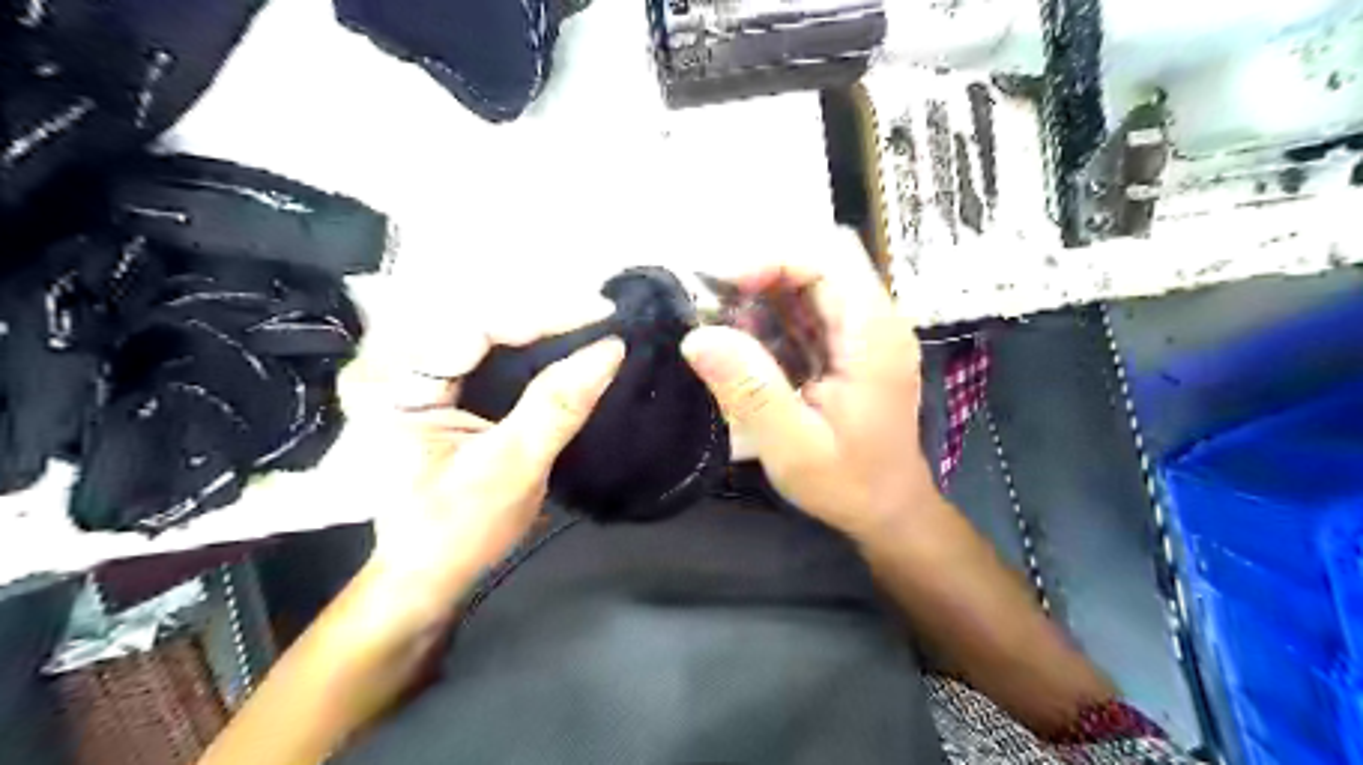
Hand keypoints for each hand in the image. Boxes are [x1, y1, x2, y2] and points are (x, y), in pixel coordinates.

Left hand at [341, 288, 621, 604]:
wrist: (429, 575)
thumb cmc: (460, 530)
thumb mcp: (513, 467)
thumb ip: (558, 405)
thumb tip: (610, 350)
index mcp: (395, 385)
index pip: (475, 326)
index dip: (544, 315)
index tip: (603, 313)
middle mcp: (397, 368)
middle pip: (480, 319)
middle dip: (545, 317)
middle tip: (603, 319)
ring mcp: (417, 377)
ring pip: (487, 332)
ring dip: (542, 329)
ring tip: (592, 327)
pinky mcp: (439, 390)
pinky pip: (489, 353)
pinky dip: (531, 349)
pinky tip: (566, 347)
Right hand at [682, 231, 936, 541]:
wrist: (888, 511)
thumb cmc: (848, 483)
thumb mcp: (792, 445)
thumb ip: (749, 389)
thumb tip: (697, 337)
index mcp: (872, 335)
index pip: (828, 258)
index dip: (773, 260)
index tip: (724, 288)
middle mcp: (875, 322)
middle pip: (818, 265)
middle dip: (761, 278)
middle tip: (713, 309)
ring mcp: (865, 334)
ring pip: (810, 286)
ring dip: (763, 299)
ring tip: (721, 330)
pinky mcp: (851, 349)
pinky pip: (808, 314)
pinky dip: (772, 321)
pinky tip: (745, 350)